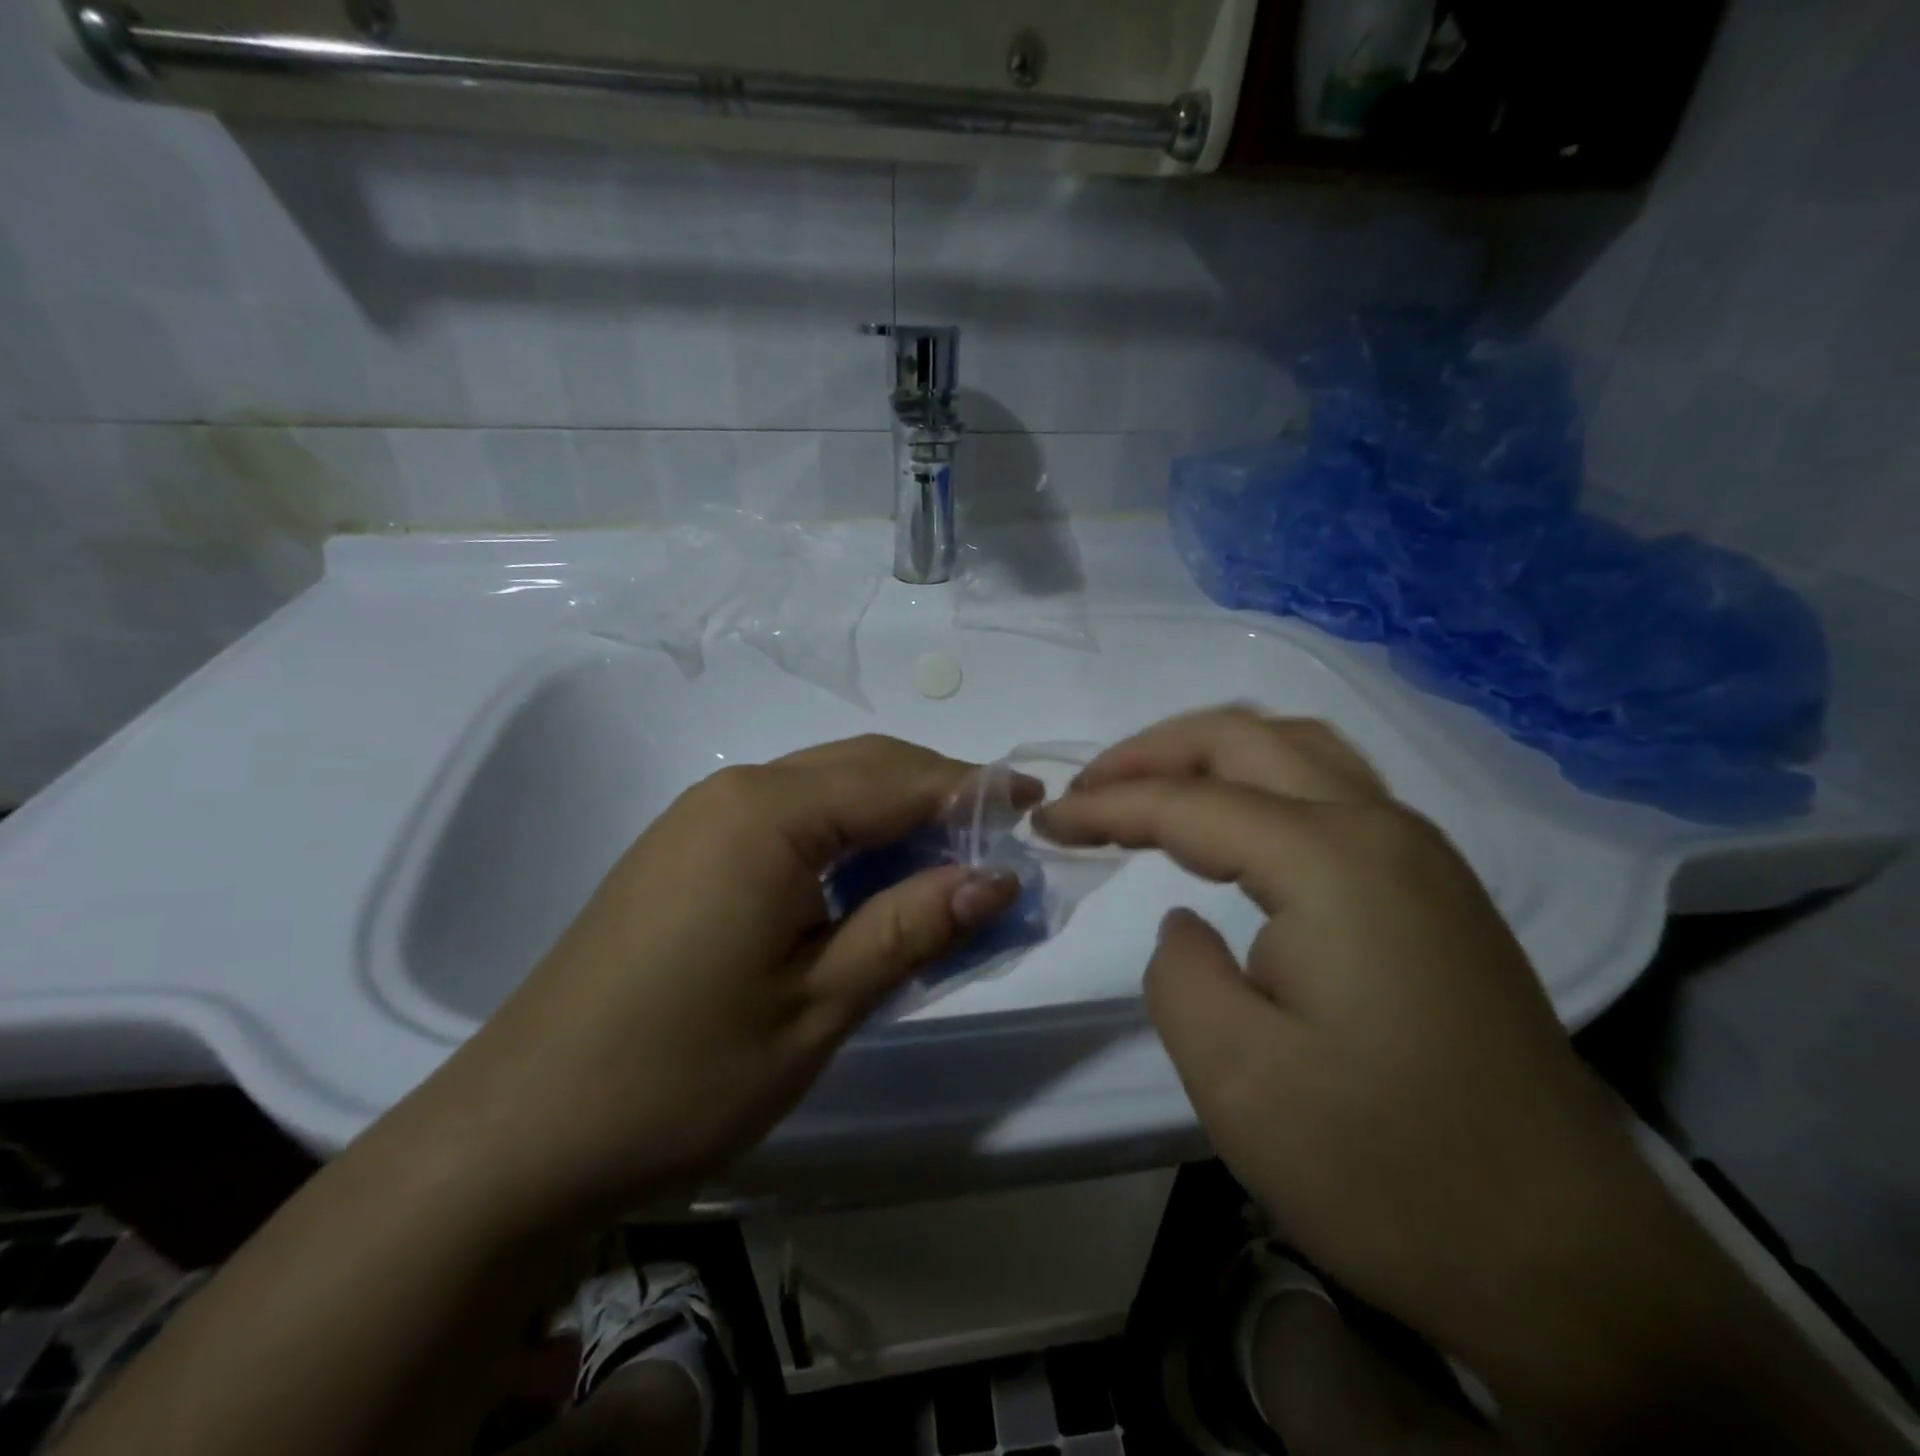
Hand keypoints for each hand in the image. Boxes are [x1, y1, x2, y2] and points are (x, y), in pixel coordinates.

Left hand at [421, 735, 1022, 1222]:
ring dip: (892, 814)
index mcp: (768, 815)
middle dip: (937, 794)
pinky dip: (845, 835)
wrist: (521, 1130)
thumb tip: (996, 878)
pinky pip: (787, 816)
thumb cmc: (681, 1073)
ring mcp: (700, 817)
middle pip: (862, 767)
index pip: (898, 780)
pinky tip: (867, 882)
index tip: (1033, 805)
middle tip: (998, 841)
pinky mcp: (684, 850)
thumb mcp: (819, 1005)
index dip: (973, 791)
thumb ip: (911, 927)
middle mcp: (733, 792)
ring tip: (946, 864)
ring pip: (824, 788)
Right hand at [1035, 708, 1642, 1362]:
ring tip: (1151, 789)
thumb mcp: (1234, 1076)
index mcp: (1332, 861)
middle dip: (1153, 751)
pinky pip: (1332, 790)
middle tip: (1089, 788)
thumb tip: (1187, 924)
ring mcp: (1421, 854)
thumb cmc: (1384, 1168)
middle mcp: (1382, 829)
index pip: (1190, 802)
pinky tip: (1233, 827)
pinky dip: (1261, 782)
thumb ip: (1178, 970)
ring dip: (1212, 754)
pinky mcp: (1435, 890)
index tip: (1047, 821)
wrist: (1564, 1262)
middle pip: (1247, 740)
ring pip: (1300, 750)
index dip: (1107, 804)